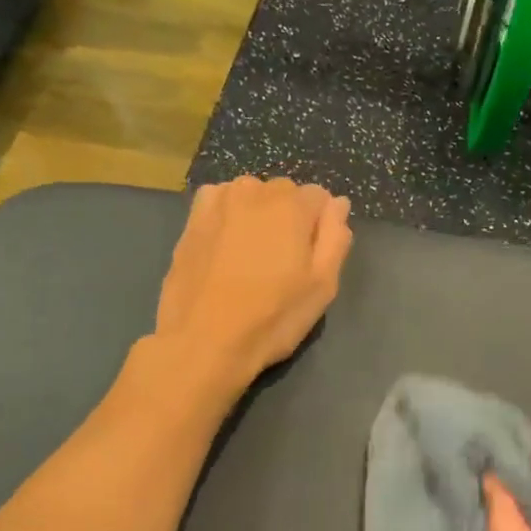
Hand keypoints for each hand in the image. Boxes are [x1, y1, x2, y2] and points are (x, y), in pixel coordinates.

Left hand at [151, 177, 352, 391]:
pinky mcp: (192, 219)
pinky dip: (228, 213)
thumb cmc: (272, 317)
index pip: (319, 197)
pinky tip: (224, 243)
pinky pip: (219, 200)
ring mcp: (219, 202)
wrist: (203, 340)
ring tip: (251, 255)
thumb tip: (338, 204)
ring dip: (258, 214)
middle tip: (281, 262)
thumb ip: (335, 237)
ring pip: (251, 194)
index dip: (320, 227)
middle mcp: (255, 191)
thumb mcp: (322, 286)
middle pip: (285, 193)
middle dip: (289, 218)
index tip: (310, 259)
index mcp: (293, 205)